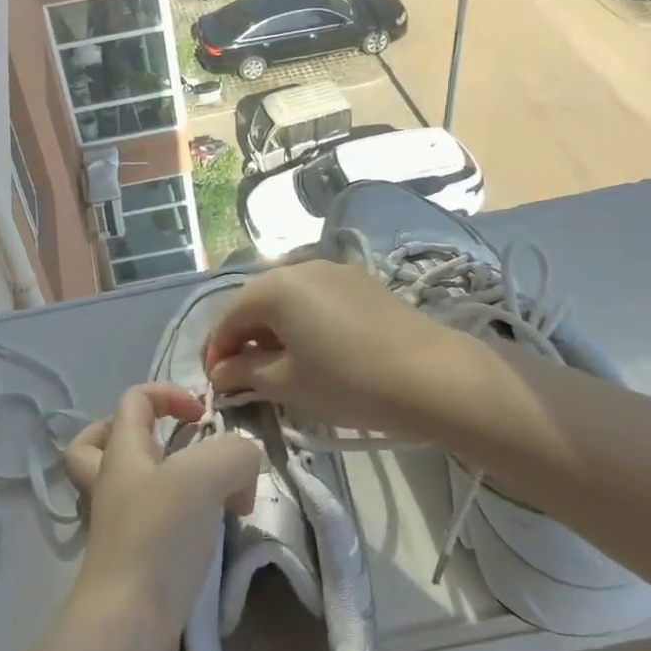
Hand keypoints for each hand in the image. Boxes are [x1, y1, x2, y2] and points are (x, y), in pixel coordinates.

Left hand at [63, 384, 261, 636]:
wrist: (130, 624)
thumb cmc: (160, 536)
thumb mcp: (208, 475)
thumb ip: (235, 454)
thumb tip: (243, 464)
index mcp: (121, 453)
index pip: (134, 400)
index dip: (169, 394)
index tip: (204, 418)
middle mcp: (110, 484)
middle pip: (96, 444)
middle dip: (135, 436)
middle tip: (171, 447)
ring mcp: (114, 527)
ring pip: (125, 487)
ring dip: (162, 481)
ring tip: (206, 495)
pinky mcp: (130, 564)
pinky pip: (148, 526)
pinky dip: (176, 522)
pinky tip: (206, 534)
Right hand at [203, 259, 474, 434]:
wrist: (433, 376)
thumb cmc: (349, 381)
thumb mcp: (288, 383)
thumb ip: (245, 372)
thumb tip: (220, 372)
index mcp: (274, 287)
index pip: (228, 317)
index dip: (217, 351)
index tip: (217, 383)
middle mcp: (298, 266)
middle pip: (256, 302)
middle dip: (244, 337)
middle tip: (244, 375)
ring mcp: (333, 269)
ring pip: (286, 297)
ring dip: (272, 328)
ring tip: (279, 364)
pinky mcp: (360, 280)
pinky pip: (315, 296)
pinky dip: (302, 319)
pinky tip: (314, 348)